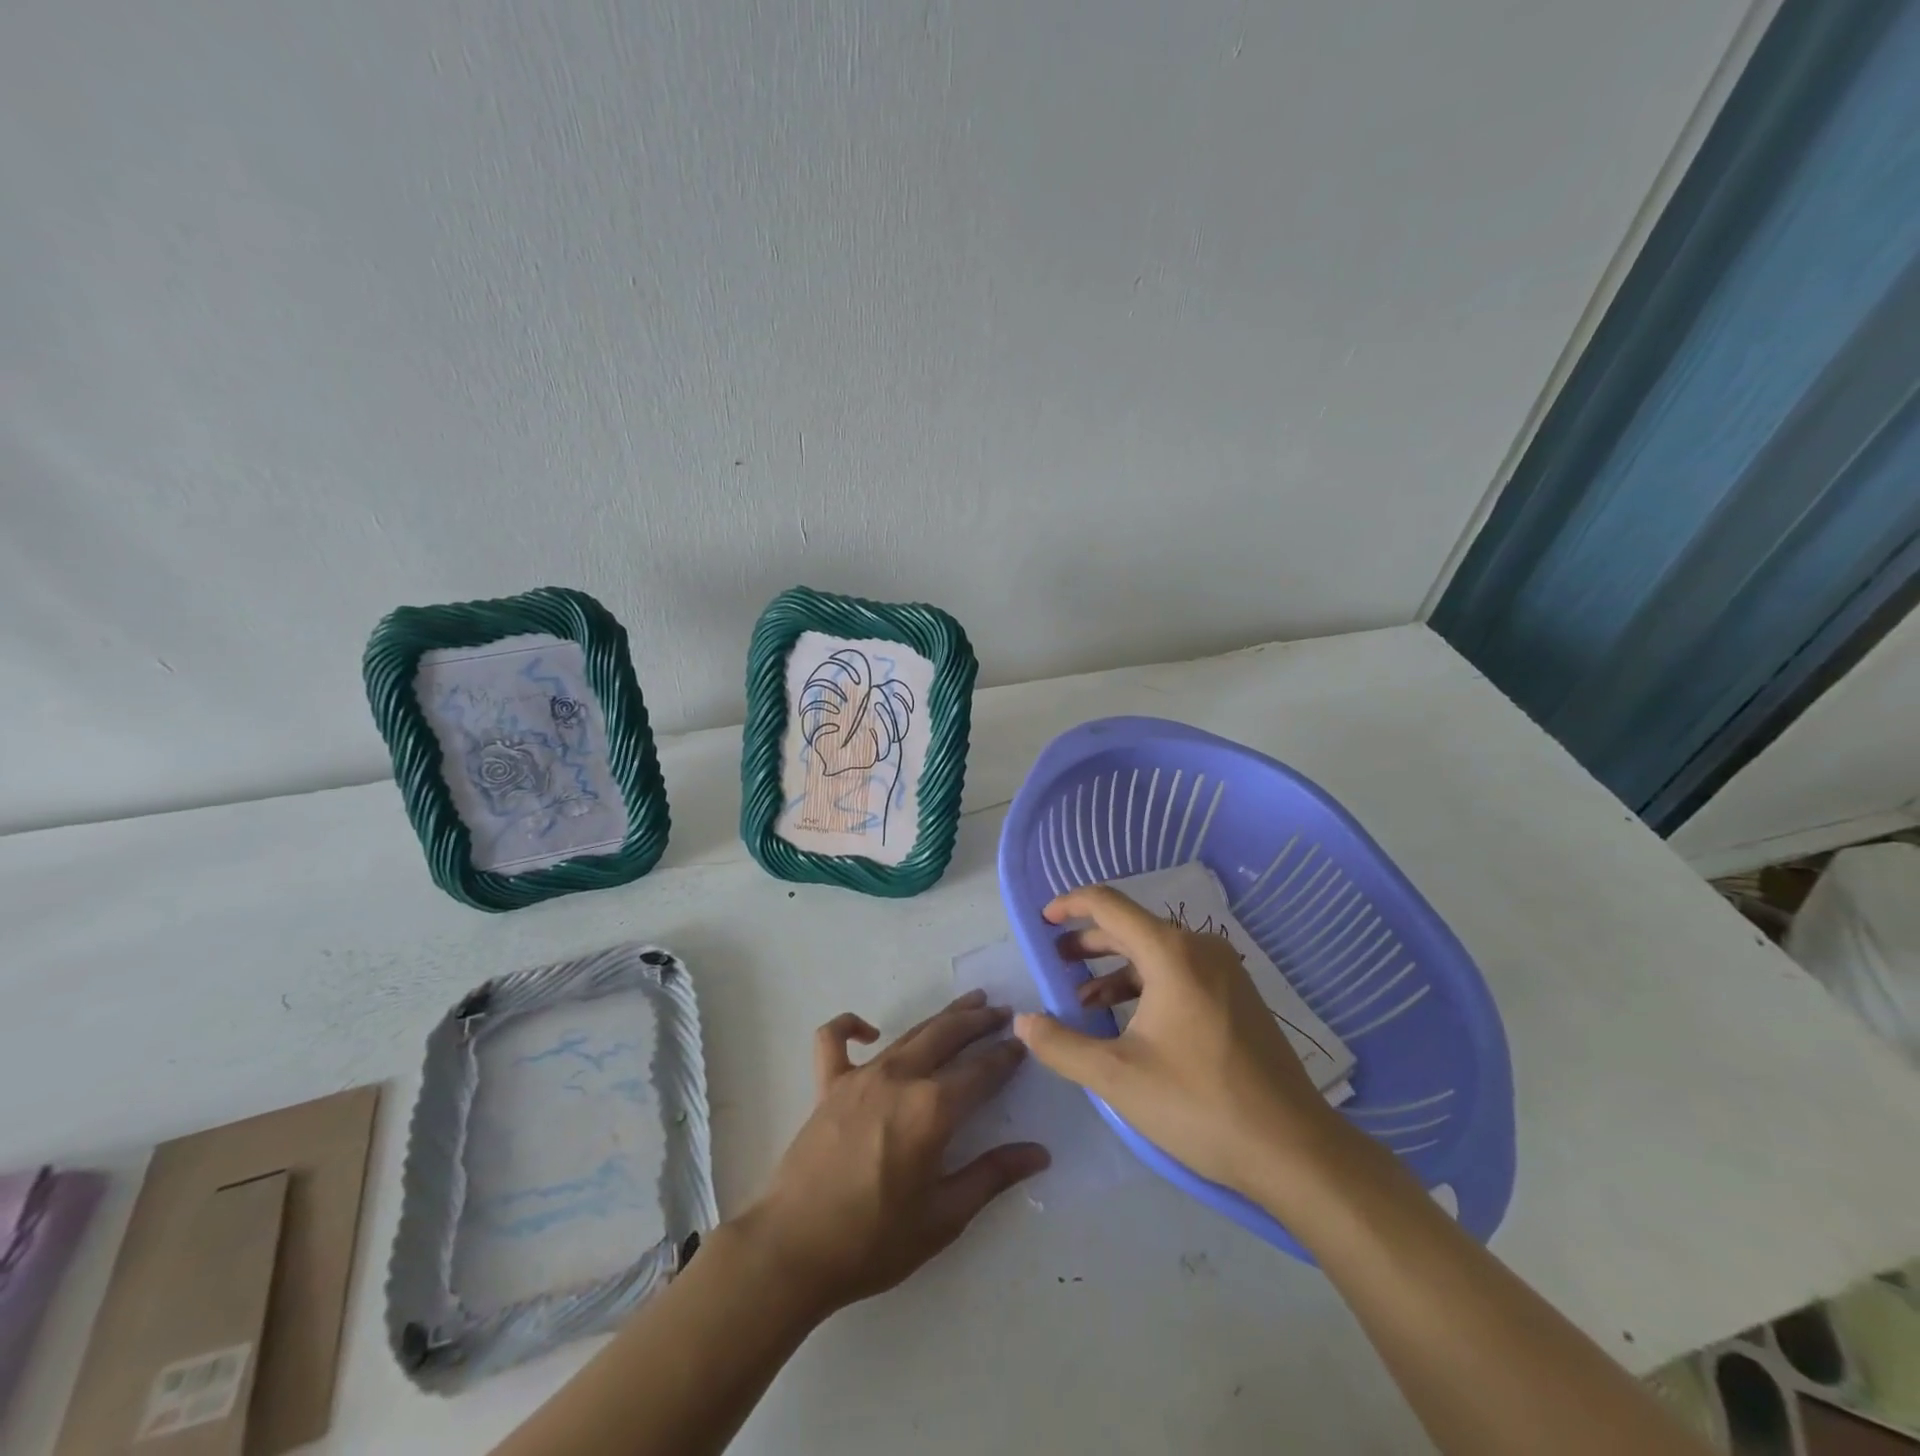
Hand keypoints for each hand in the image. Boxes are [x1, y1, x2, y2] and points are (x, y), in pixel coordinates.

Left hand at [739, 990, 1049, 1316]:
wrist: (792, 1250)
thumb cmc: (873, 1242)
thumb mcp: (943, 1218)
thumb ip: (992, 1177)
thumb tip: (1039, 1153)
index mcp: (932, 1109)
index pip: (981, 1071)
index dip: (1005, 1056)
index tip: (1024, 1044)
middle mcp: (899, 1078)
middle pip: (947, 1035)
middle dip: (979, 1021)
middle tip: (1002, 1012)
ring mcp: (860, 1076)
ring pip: (910, 1033)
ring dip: (941, 1017)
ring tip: (967, 1004)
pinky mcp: (827, 1085)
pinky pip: (834, 1040)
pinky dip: (850, 1026)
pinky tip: (869, 1031)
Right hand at [1014, 885, 1341, 1202]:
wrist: (1293, 1149)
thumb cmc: (1199, 1104)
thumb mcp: (1117, 1077)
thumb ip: (1062, 1045)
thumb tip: (1023, 1023)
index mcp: (1171, 953)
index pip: (1108, 905)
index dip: (1069, 905)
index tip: (1041, 921)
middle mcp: (1199, 949)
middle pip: (1131, 928)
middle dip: (1088, 943)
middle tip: (1055, 964)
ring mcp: (1224, 972)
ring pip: (1156, 954)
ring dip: (1114, 971)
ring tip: (1083, 1003)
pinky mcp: (1238, 998)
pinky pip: (1179, 973)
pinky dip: (1144, 986)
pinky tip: (1128, 1023)